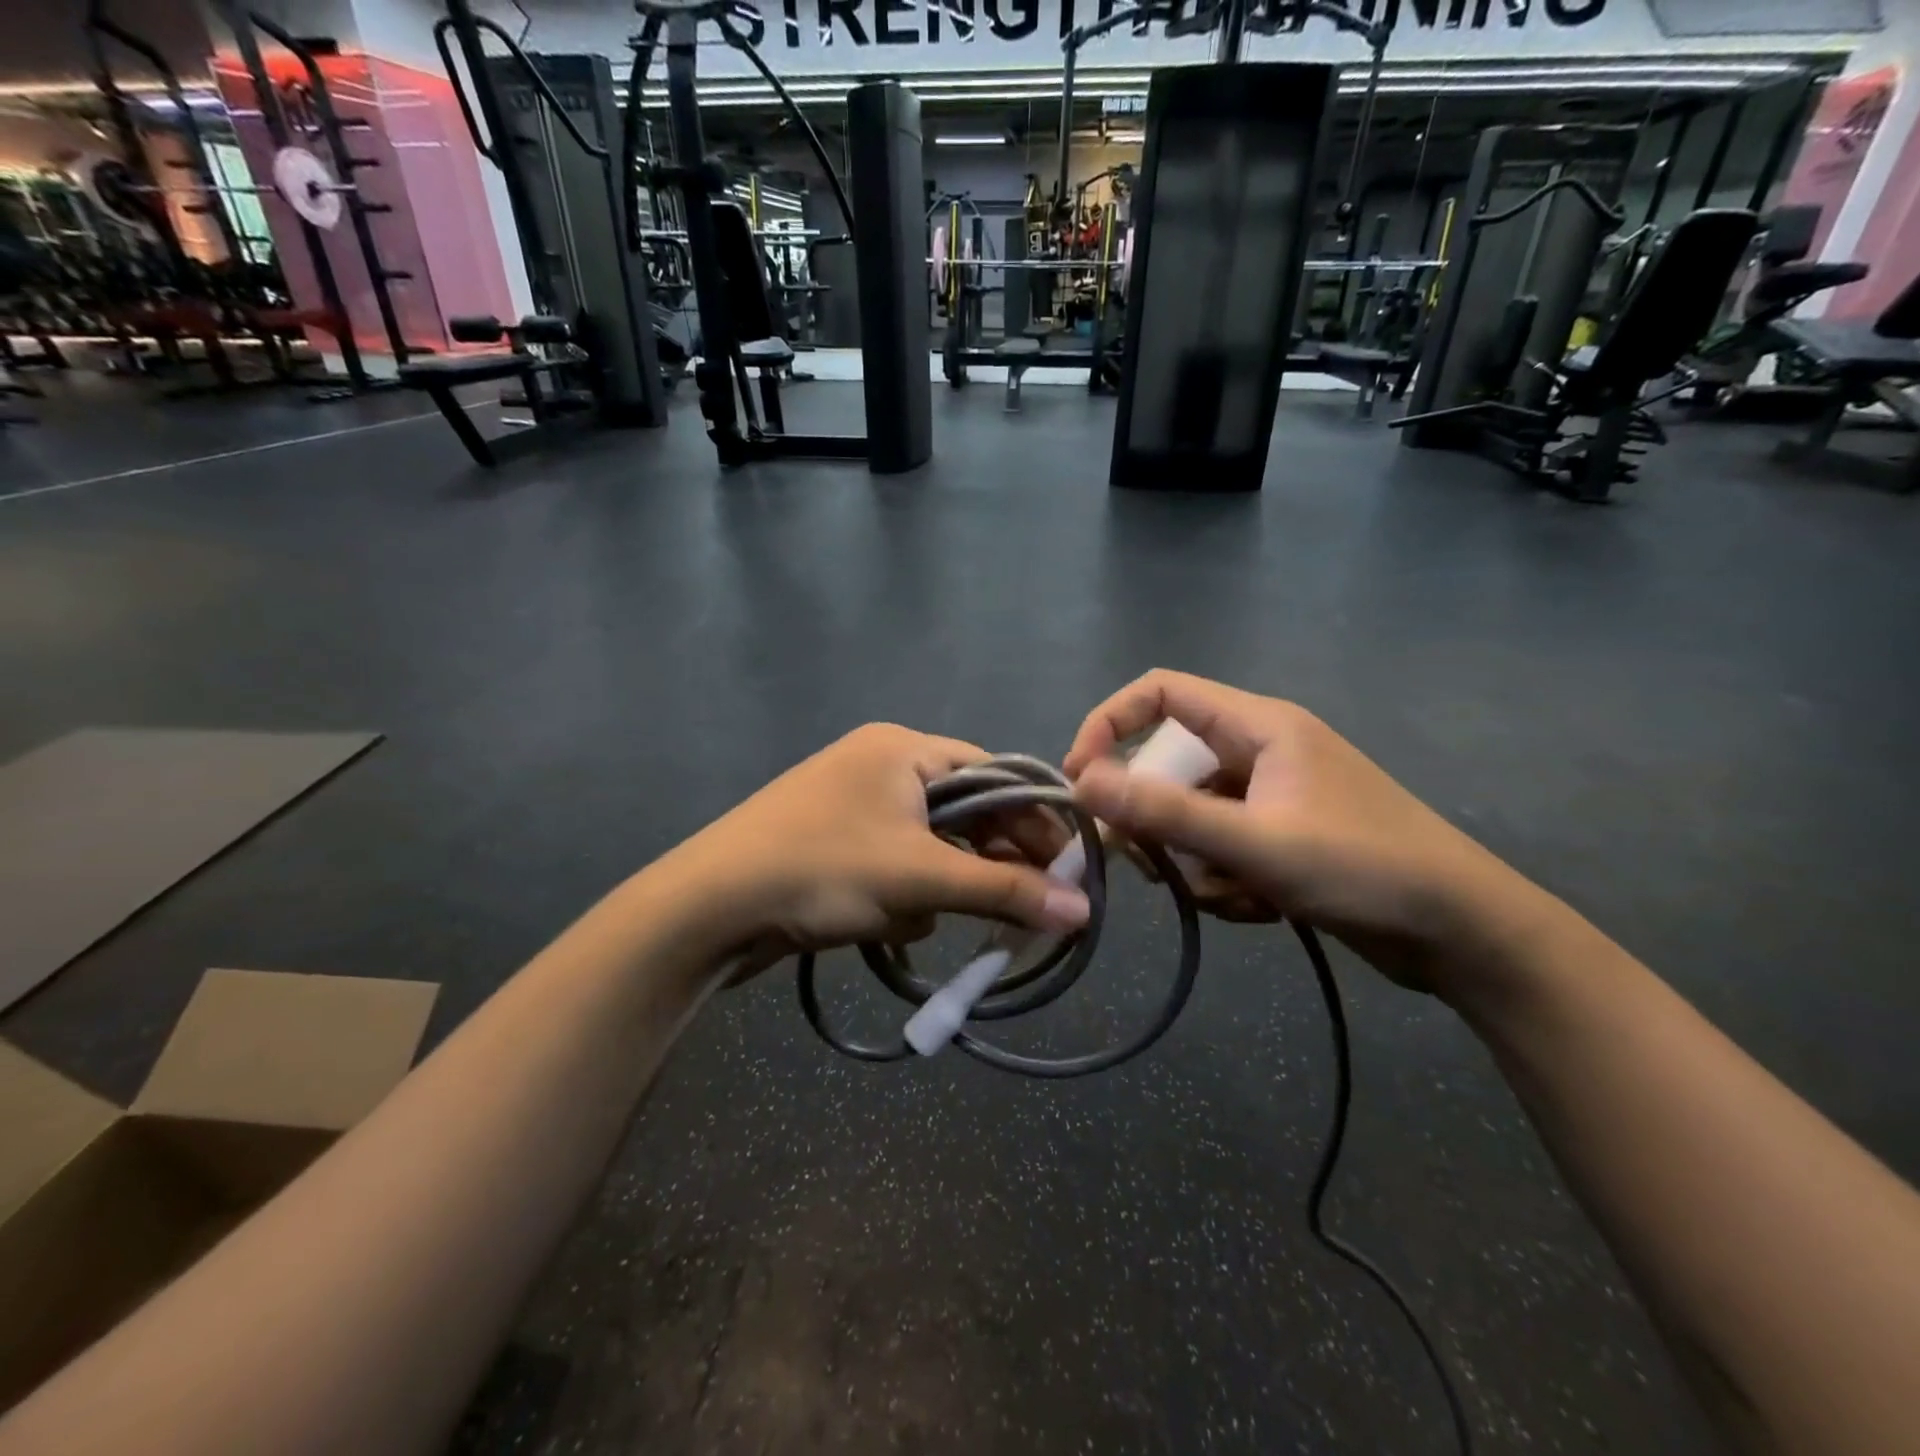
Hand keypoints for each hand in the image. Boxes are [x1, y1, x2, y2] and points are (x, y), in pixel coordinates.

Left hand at [664, 724, 1089, 976]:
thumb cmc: (822, 870)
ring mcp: (852, 804)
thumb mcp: (919, 880)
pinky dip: (903, 893)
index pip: (993, 774)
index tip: (1068, 866)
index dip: (1034, 819)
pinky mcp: (833, 842)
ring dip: (941, 884)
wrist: (707, 909)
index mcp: (902, 749)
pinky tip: (889, 923)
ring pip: (929, 844)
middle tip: (1027, 904)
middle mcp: (879, 765)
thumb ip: (1004, 891)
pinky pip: (894, 862)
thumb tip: (1082, 912)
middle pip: (963, 810)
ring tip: (934, 916)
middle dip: (989, 859)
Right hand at [1063, 670, 1555, 997]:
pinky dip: (1225, 879)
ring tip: (1233, 894)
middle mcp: (1260, 750)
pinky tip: (1260, 908)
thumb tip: (1082, 784)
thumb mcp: (1256, 844)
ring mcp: (1272, 795)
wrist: (1464, 934)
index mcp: (1259, 725)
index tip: (1081, 780)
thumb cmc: (1365, 870)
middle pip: (1169, 765)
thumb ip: (1165, 813)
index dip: (1109, 724)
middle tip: (1152, 865)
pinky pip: (1222, 847)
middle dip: (1155, 819)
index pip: (1160, 692)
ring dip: (1193, 859)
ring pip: (1192, 815)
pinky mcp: (1282, 836)